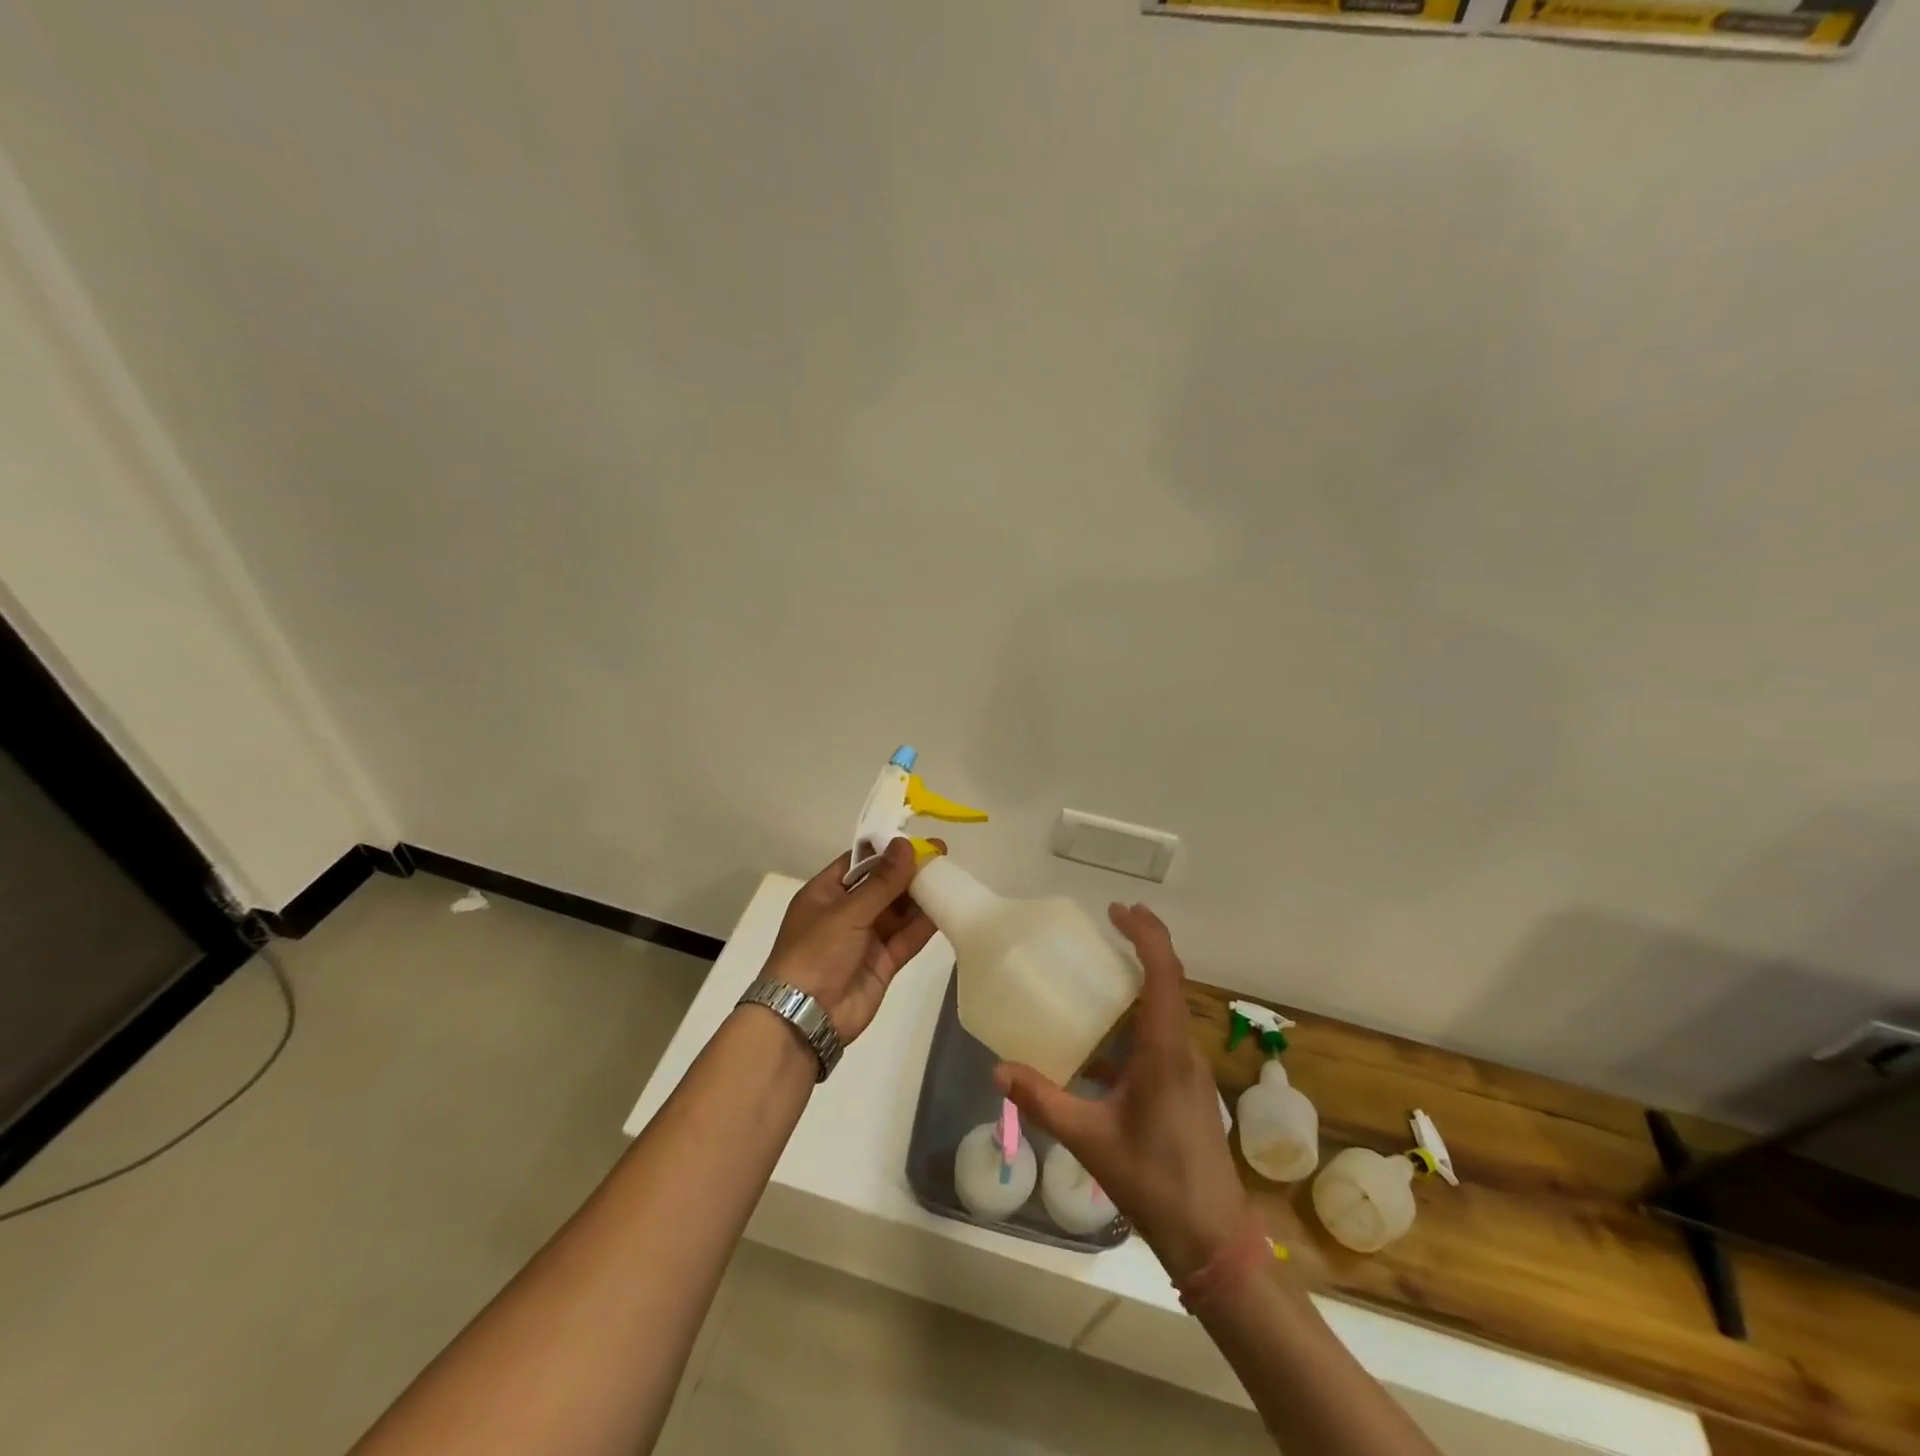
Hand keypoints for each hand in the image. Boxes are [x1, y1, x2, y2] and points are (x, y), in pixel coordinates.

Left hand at [762, 839, 938, 1044]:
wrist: (805, 1017)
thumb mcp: (847, 911)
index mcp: (826, 893)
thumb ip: (882, 881)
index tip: (917, 839)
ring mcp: (865, 938)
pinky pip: (906, 938)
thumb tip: (906, 844)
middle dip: (909, 872)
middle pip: (883, 885)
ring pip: (898, 911)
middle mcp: (846, 912)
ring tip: (950, 877)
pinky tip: (945, 908)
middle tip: (942, 855)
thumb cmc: (816, 952)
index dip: (887, 850)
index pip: (859, 863)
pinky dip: (924, 925)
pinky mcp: (883, 962)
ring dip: (920, 896)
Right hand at [995, 903, 1249, 1278]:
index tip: (1117, 910)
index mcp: (1165, 1051)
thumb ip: (1043, 1101)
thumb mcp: (1090, 1140)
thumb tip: (998, 1070)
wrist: (1213, 1238)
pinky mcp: (1186, 1088)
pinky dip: (1136, 1019)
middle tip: (1109, 923)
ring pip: (1168, 1007)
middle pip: (1171, 980)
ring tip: (1101, 970)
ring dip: (1142, 980)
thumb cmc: (1155, 1182)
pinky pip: (1162, 1035)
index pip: (1163, 973)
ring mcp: (1188, 1069)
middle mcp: (1182, 1050)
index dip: (1145, 934)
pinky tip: (1102, 1043)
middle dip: (1144, 944)